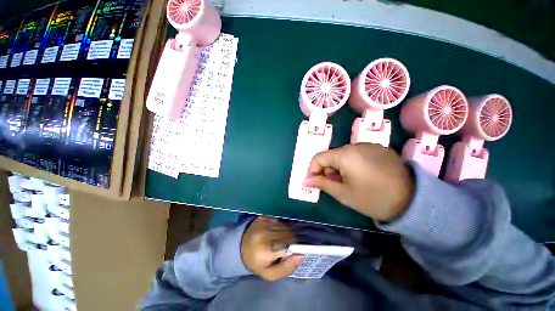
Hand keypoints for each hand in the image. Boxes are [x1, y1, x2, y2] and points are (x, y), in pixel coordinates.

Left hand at [241, 217, 303, 280]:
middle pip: (288, 234)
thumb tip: (301, 255)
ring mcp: (264, 222)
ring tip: (278, 240)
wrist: (242, 246)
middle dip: (290, 241)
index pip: (289, 244)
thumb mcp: (270, 274)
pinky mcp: (264, 217)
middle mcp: (265, 232)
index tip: (289, 252)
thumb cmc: (257, 262)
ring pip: (285, 227)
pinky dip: (280, 227)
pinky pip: (279, 221)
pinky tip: (274, 232)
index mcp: (266, 249)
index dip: (293, 248)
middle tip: (283, 247)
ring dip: (285, 234)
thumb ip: (287, 268)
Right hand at [304, 143, 413, 221]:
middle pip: (331, 155)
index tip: (315, 183)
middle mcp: (355, 145)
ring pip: (343, 154)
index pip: (319, 158)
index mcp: (345, 155)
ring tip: (349, 181)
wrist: (413, 201)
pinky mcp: (379, 148)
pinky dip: (352, 163)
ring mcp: (369, 145)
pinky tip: (362, 175)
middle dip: (328, 170)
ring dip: (340, 167)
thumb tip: (305, 180)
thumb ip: (321, 184)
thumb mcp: (343, 193)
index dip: (313, 170)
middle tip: (334, 185)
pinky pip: (357, 153)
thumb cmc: (372, 199)